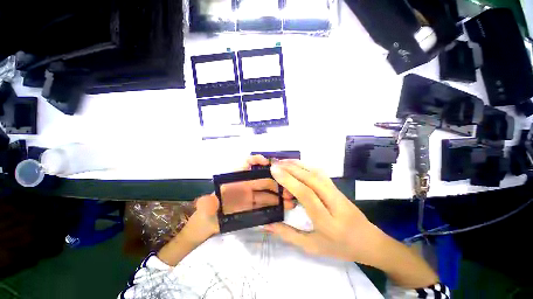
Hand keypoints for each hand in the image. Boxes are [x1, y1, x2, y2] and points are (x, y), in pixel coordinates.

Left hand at [159, 155, 296, 265]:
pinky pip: (266, 203)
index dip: (256, 160)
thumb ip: (206, 204)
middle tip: (288, 189)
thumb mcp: (205, 208)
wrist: (208, 226)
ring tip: (291, 200)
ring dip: (279, 194)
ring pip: (267, 191)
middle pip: (262, 179)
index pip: (245, 164)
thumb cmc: (206, 212)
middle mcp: (244, 185)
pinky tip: (285, 207)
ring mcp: (250, 195)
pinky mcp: (253, 206)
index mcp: (233, 180)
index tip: (267, 163)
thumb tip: (209, 201)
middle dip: (276, 181)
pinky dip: (276, 204)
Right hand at [264, 159, 386, 264]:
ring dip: (299, 165)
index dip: (289, 181)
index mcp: (327, 222)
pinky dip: (307, 166)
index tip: (274, 171)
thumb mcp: (312, 247)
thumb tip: (268, 224)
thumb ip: (289, 235)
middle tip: (275, 163)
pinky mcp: (338, 188)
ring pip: (317, 173)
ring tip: (283, 162)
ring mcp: (338, 193)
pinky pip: (321, 173)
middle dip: (291, 169)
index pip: (306, 195)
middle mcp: (334, 203)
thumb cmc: (339, 247)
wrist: (369, 242)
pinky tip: (297, 165)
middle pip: (311, 179)